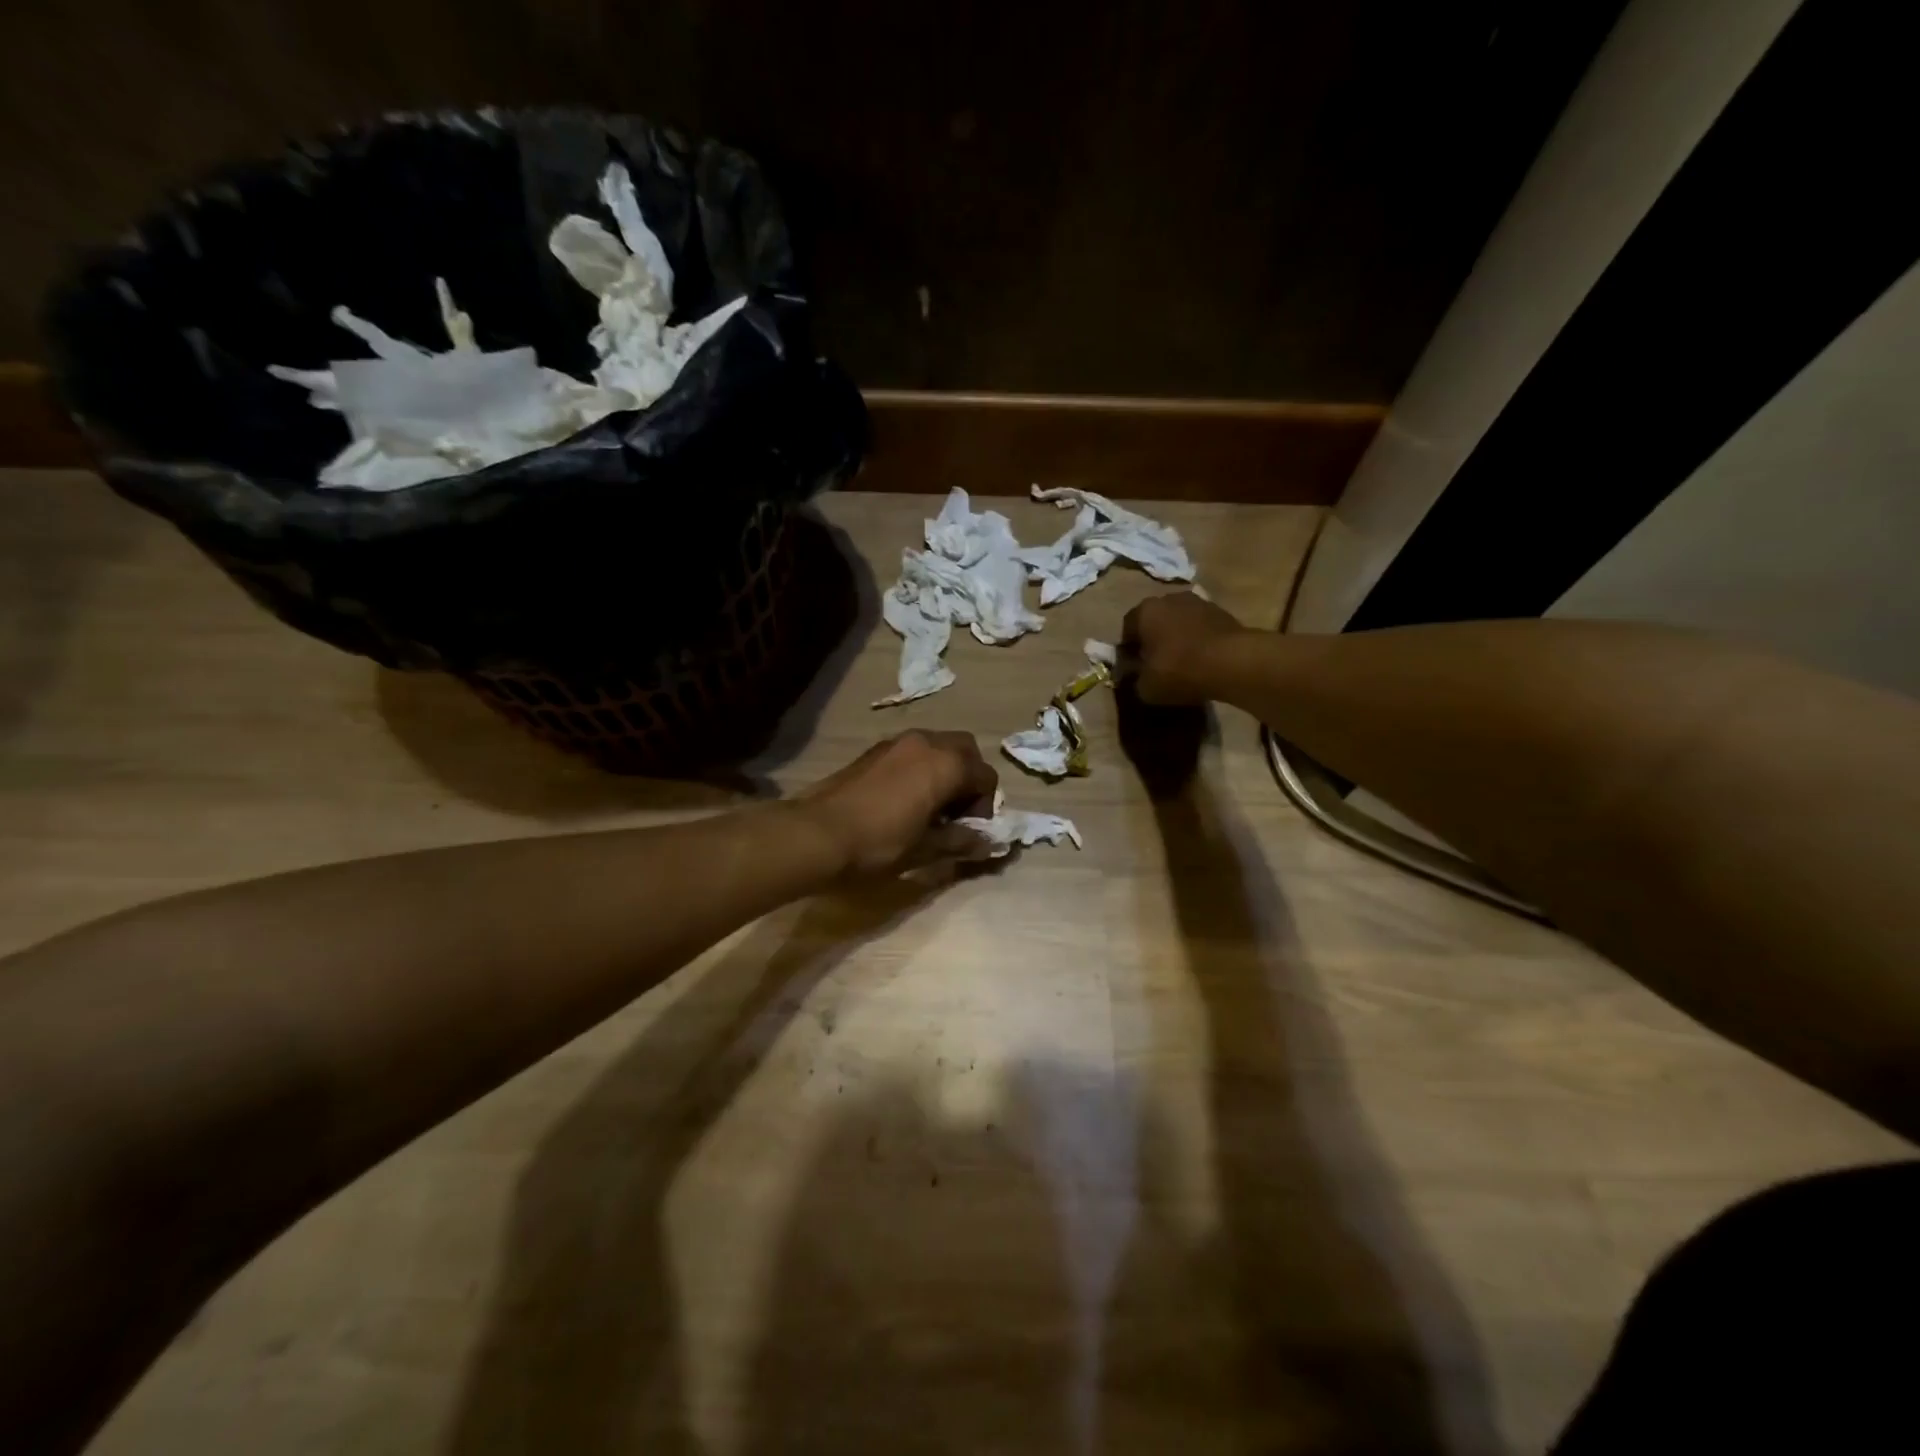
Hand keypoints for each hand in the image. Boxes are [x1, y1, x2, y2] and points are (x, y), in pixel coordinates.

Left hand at [801, 731, 999, 878]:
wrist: (817, 834)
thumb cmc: (878, 844)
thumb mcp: (925, 850)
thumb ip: (960, 841)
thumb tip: (985, 843)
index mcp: (946, 764)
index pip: (986, 777)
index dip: (984, 806)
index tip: (967, 831)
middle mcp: (926, 742)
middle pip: (965, 750)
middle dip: (968, 778)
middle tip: (955, 812)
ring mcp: (897, 742)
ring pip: (937, 746)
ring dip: (944, 770)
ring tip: (929, 807)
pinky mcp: (874, 750)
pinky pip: (912, 751)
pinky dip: (920, 768)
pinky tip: (903, 800)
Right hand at [1121, 592, 1245, 705]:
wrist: (1232, 662)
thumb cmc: (1179, 670)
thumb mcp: (1146, 687)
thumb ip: (1135, 679)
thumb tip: (1137, 675)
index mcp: (1145, 611)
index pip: (1127, 629)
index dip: (1128, 650)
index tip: (1133, 668)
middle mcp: (1169, 599)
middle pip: (1154, 621)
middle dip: (1153, 640)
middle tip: (1156, 664)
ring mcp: (1199, 602)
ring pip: (1179, 622)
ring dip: (1177, 638)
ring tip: (1182, 663)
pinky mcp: (1223, 612)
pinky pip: (1201, 628)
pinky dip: (1198, 641)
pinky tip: (1202, 660)